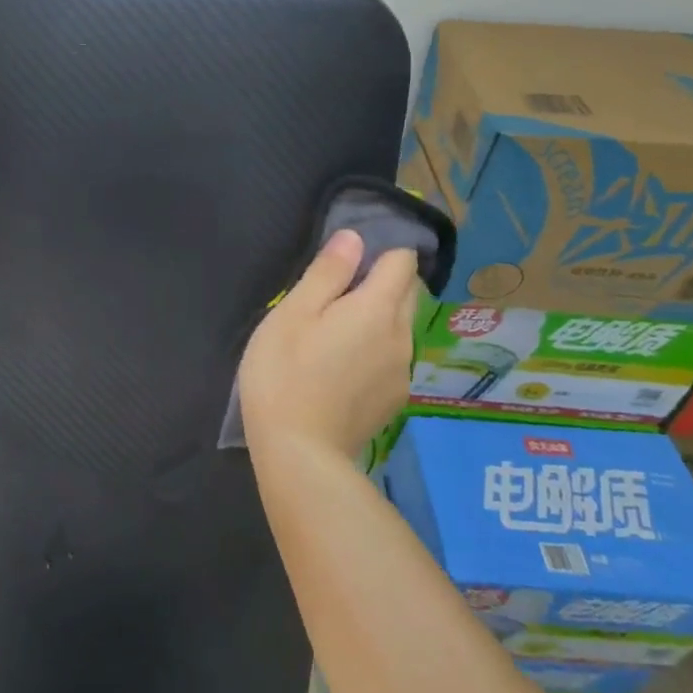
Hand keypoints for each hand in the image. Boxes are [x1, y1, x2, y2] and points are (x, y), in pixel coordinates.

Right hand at [237, 231, 416, 459]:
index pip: (402, 261)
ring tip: (335, 333)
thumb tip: (354, 238)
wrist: (299, 453)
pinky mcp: (394, 401)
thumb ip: (327, 272)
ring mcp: (402, 372)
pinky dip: (376, 349)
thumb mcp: (294, 313)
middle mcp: (403, 336)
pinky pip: (394, 357)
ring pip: (401, 326)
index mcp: (378, 309)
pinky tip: (341, 368)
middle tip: (335, 293)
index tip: (347, 261)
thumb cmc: (285, 372)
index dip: (379, 252)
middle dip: (382, 281)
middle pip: (408, 292)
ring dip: (378, 318)